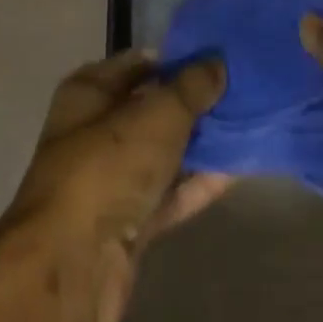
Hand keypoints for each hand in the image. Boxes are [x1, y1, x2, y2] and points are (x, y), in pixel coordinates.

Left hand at [1, 50, 232, 321]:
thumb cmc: (109, 166)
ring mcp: (111, 181)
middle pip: (153, 108)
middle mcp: (95, 132)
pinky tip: (238, 170)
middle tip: (243, 90)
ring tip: (249, 124)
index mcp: (89, 93)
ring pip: (165, 153)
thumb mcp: (159, 113)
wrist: (73, 265)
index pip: (139, 63)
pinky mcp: (128, 224)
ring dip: (202, 143)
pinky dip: (200, 182)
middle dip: (195, 101)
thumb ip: (193, 85)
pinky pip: (171, 193)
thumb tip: (217, 63)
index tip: (220, 56)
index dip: (177, 57)